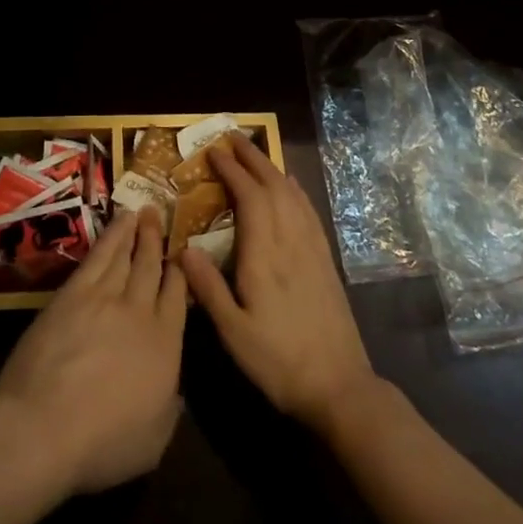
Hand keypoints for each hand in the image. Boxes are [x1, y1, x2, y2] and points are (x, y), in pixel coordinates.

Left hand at [0, 206, 185, 493]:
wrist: (44, 428)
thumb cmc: (102, 445)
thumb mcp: (154, 441)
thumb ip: (170, 407)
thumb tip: (175, 387)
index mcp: (166, 345)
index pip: (178, 297)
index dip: (180, 273)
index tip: (182, 254)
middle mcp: (141, 311)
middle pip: (152, 267)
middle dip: (158, 241)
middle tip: (161, 214)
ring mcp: (106, 297)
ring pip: (126, 255)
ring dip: (136, 232)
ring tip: (143, 212)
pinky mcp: (73, 292)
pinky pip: (99, 256)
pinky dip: (111, 236)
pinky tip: (117, 224)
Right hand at [180, 134, 376, 434]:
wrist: (340, 386)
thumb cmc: (279, 361)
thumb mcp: (234, 333)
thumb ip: (208, 288)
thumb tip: (182, 248)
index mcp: (265, 256)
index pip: (250, 198)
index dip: (232, 170)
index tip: (214, 151)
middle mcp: (290, 242)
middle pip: (273, 187)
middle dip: (253, 158)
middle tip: (233, 137)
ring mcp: (312, 249)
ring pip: (292, 195)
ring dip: (273, 169)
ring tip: (256, 153)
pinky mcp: (325, 260)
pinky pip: (309, 212)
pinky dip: (295, 190)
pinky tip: (291, 186)